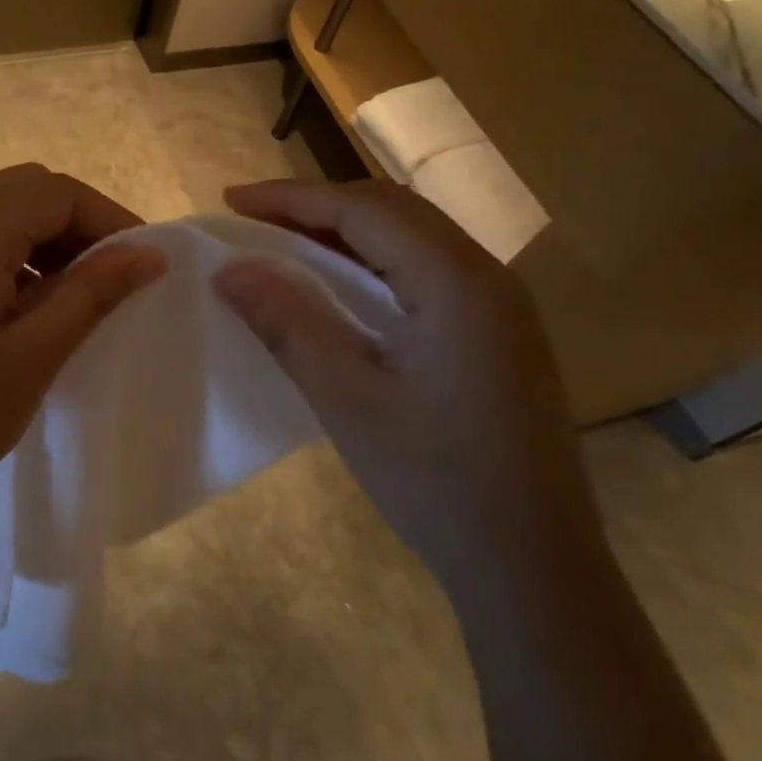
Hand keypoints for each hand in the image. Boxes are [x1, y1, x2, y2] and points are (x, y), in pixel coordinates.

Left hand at [0, 165, 165, 542]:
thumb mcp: (32, 358)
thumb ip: (92, 293)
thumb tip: (148, 253)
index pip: (54, 192)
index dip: (108, 218)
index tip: (143, 265)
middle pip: (22, 190)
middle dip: (75, 222)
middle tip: (110, 277)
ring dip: (40, 238)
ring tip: (70, 297)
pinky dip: (4, 255)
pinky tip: (18, 308)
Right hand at [211, 180, 601, 593]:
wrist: (532, 563)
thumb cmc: (434, 478)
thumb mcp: (346, 397)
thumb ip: (287, 322)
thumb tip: (229, 270)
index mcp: (456, 281)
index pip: (364, 210)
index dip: (291, 198)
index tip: (230, 200)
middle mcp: (486, 276)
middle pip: (392, 211)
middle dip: (316, 205)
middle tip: (251, 218)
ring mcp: (499, 305)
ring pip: (411, 237)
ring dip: (345, 230)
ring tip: (282, 241)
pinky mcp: (496, 332)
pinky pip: (425, 269)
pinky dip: (372, 261)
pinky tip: (339, 284)